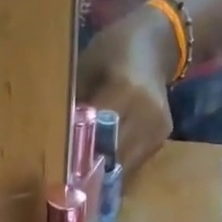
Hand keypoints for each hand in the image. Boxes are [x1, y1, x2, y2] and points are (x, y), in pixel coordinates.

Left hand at [76, 3, 176, 174]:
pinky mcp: (161, 138)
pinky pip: (135, 162)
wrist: (157, 43)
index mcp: (126, 90)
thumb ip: (77, 102)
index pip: (99, 132)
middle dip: (90, 168)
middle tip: (69, 177)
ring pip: (125, 166)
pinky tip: (103, 162)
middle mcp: (146, 113)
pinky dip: (118, 165)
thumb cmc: (115, 49)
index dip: (79, 151)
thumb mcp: (88, 66)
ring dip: (104, 173)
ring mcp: (157, 128)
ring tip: (84, 175)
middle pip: (113, 155)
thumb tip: (59, 138)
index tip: (61, 165)